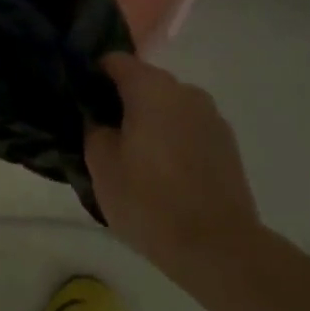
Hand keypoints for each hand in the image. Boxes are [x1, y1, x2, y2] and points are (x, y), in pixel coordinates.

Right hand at [85, 54, 260, 287]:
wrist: (219, 250)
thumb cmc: (149, 200)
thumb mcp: (101, 164)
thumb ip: (94, 128)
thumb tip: (99, 118)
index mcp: (151, 87)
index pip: (114, 61)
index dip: (93, 76)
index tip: (81, 101)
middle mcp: (185, 91)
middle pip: (144, 82)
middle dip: (123, 101)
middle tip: (104, 134)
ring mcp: (211, 117)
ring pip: (168, 107)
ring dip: (151, 121)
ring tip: (136, 158)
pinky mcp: (228, 145)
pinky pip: (189, 129)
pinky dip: (173, 140)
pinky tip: (165, 173)